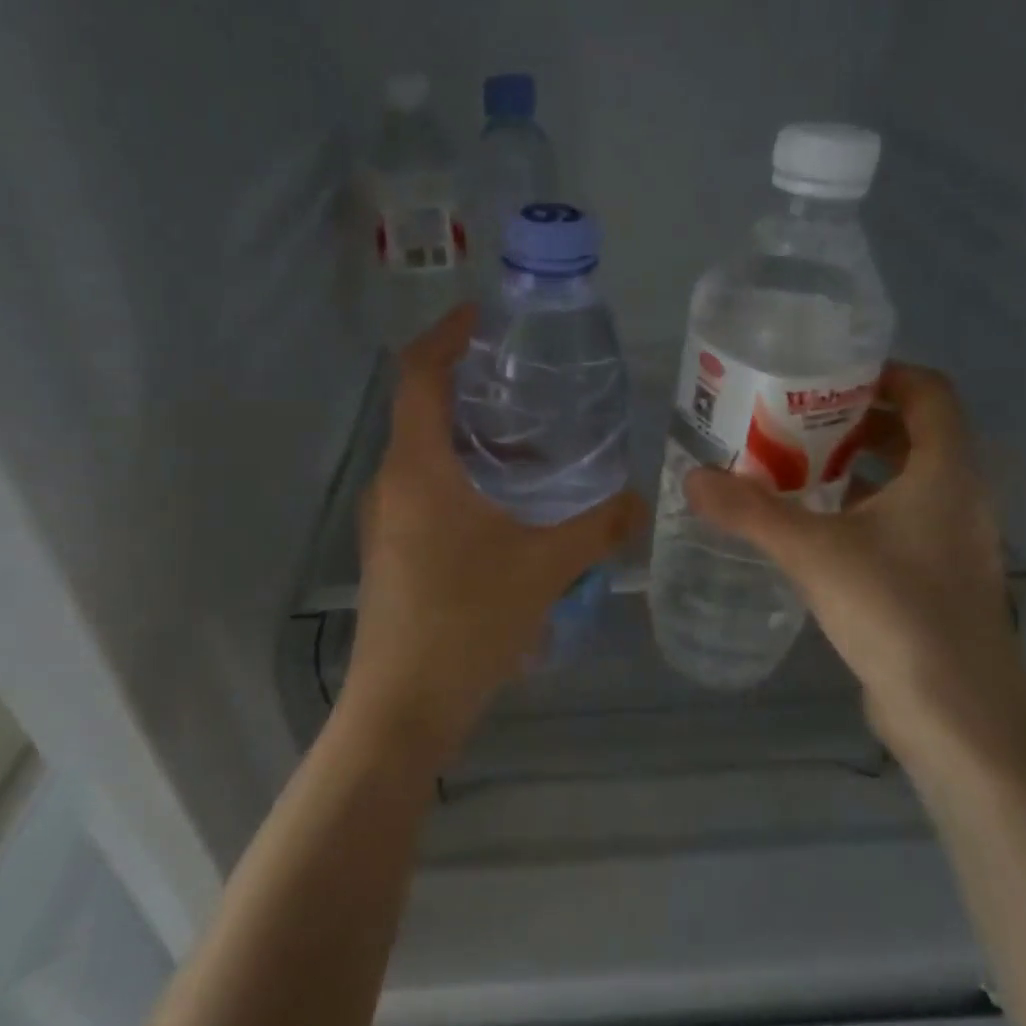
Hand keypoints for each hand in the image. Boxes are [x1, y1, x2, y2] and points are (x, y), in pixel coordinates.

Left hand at [346, 307, 644, 765]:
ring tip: (527, 440)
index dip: (446, 335)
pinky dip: (461, 476)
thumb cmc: (466, 622)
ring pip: (423, 454)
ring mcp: (385, 520)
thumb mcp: (544, 567)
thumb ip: (597, 527)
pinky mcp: (392, 551)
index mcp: (417, 468)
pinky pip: (425, 490)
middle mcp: (390, 483)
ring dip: (467, 437)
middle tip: (524, 381)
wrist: (403, 708)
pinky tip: (507, 504)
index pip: (418, 375)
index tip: (483, 318)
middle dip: (467, 386)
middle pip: (420, 409)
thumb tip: (640, 501)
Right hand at [684, 364, 1025, 763]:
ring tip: (791, 467)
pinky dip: (858, 510)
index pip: (930, 392)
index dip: (883, 373)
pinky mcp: (936, 578)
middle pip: (914, 433)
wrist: (958, 717)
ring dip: (854, 468)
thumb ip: (750, 512)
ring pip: (905, 481)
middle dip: (854, 421)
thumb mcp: (814, 553)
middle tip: (792, 420)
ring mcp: (951, 541)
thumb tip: (692, 478)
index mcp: (946, 472)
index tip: (825, 376)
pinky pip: (898, 521)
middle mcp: (958, 497)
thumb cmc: (898, 613)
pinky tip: (811, 528)